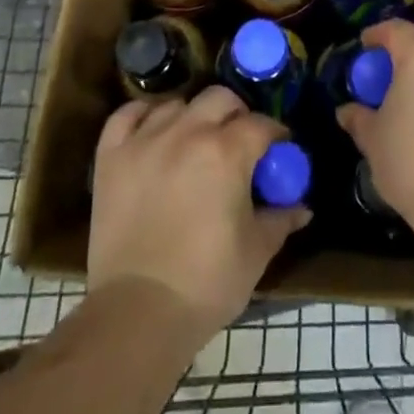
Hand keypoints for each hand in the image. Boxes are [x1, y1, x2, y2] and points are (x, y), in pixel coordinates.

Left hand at [88, 86, 309, 344]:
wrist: (137, 314)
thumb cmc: (206, 283)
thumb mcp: (255, 252)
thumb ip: (280, 219)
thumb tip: (302, 207)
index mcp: (226, 152)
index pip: (261, 124)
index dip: (275, 135)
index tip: (279, 151)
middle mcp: (187, 133)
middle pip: (220, 98)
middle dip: (236, 114)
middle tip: (239, 142)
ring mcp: (145, 140)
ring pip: (177, 103)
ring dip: (193, 116)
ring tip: (195, 141)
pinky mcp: (111, 156)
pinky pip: (127, 114)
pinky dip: (143, 115)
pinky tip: (153, 130)